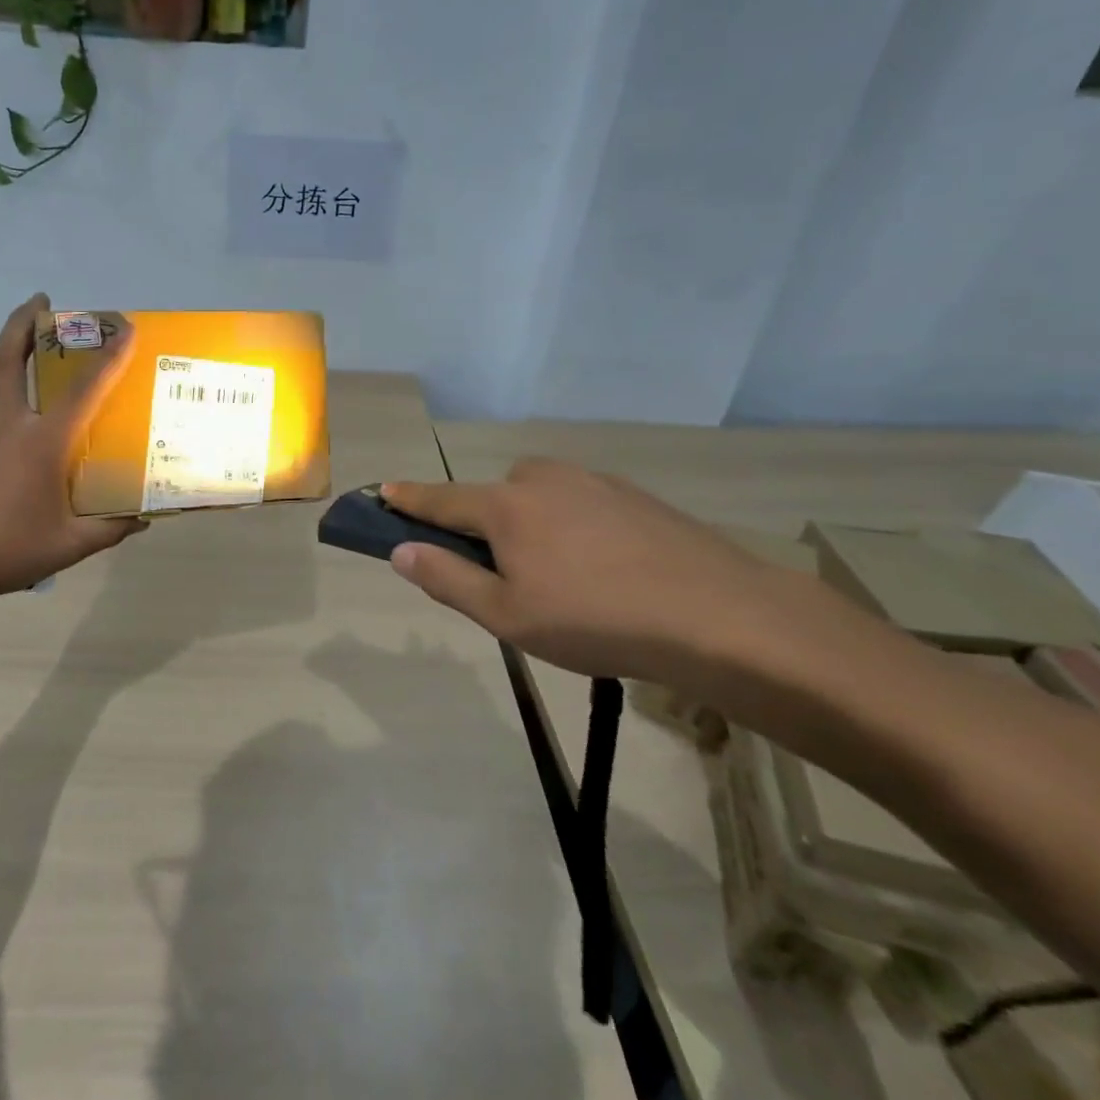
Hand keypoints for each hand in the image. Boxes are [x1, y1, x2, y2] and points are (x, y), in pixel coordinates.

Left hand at [0, 294, 145, 601]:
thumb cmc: (7, 549)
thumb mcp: (70, 545)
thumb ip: (110, 528)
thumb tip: (143, 518)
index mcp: (42, 443)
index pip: (82, 390)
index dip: (108, 358)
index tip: (125, 329)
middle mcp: (9, 427)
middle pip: (7, 360)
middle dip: (23, 323)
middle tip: (42, 301)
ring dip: (14, 351)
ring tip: (36, 343)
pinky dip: (12, 393)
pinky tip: (31, 420)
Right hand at [381, 460, 824, 689]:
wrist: (716, 613)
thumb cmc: (594, 619)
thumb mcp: (507, 615)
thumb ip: (447, 578)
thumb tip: (401, 550)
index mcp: (505, 505)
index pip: (440, 498)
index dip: (408, 498)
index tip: (383, 490)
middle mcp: (543, 479)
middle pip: (493, 496)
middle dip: (483, 525)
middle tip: (503, 576)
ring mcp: (591, 481)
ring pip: (539, 497)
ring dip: (530, 525)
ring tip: (560, 578)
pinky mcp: (631, 494)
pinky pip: (578, 503)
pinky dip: (571, 525)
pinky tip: (602, 568)